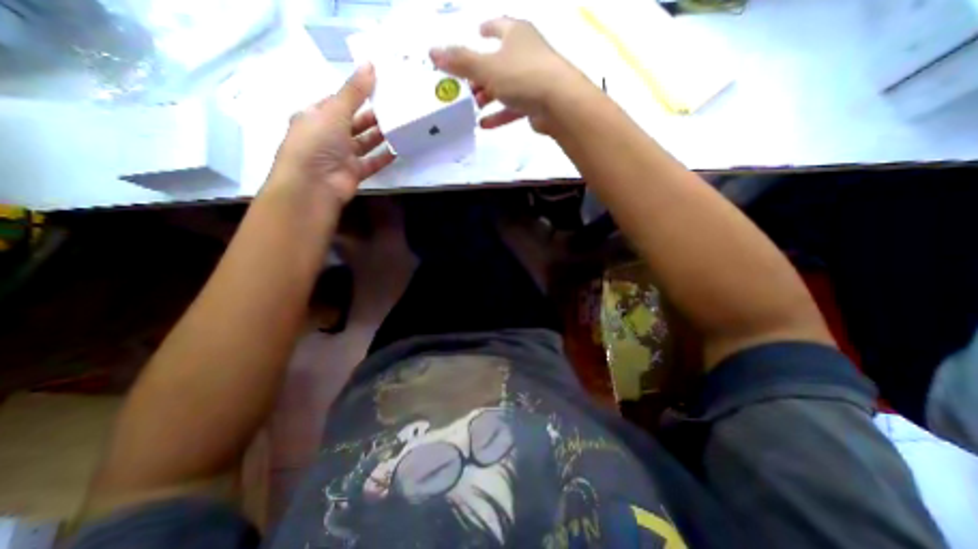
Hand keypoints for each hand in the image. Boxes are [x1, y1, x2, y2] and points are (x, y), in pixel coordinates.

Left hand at [268, 64, 394, 204]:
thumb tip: (370, 64)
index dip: (356, 93)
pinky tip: (398, 149)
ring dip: (379, 135)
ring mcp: (342, 156)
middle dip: (371, 115)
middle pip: (354, 122)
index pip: (337, 101)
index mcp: (316, 116)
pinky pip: (372, 162)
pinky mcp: (354, 172)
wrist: (314, 185)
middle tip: (394, 106)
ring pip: (364, 142)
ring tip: (399, 124)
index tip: (378, 86)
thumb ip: (354, 91)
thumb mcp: (334, 111)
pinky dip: (384, 157)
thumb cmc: (317, 142)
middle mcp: (328, 135)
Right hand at [434, 18, 587, 134]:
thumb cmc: (522, 75)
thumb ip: (460, 62)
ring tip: (473, 106)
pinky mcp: (535, 102)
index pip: (498, 26)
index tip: (476, 32)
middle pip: (498, 61)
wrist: (559, 103)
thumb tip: (432, 52)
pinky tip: (484, 125)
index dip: (486, 28)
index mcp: (516, 34)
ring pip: (505, 86)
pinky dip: (498, 115)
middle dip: (480, 73)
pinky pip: (513, 107)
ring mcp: (533, 79)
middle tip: (465, 85)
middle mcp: (526, 53)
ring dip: (488, 96)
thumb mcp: (486, 67)